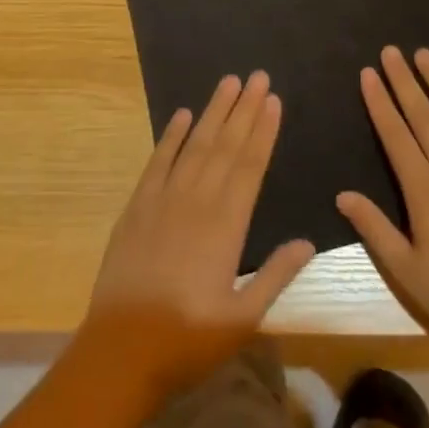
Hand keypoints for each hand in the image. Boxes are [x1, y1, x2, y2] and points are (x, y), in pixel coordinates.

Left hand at [84, 71, 315, 401]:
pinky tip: (181, 115)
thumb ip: (276, 275)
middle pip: (225, 145)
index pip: (250, 166)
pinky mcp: (137, 207)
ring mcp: (164, 200)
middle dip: (244, 109)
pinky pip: (158, 162)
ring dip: (213, 112)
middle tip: (258, 76)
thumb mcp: (242, 318)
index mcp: (227, 225)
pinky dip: (170, 136)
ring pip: (194, 145)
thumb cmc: (187, 340)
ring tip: (229, 82)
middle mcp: (197, 201)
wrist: (120, 351)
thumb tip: (308, 241)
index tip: (274, 100)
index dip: (264, 131)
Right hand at [337, 47, 428, 356]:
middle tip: (392, 50)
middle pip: (425, 116)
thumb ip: (375, 228)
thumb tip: (342, 195)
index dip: (380, 102)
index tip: (368, 73)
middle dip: (405, 80)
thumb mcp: (407, 271)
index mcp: (424, 190)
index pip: (395, 135)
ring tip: (425, 55)